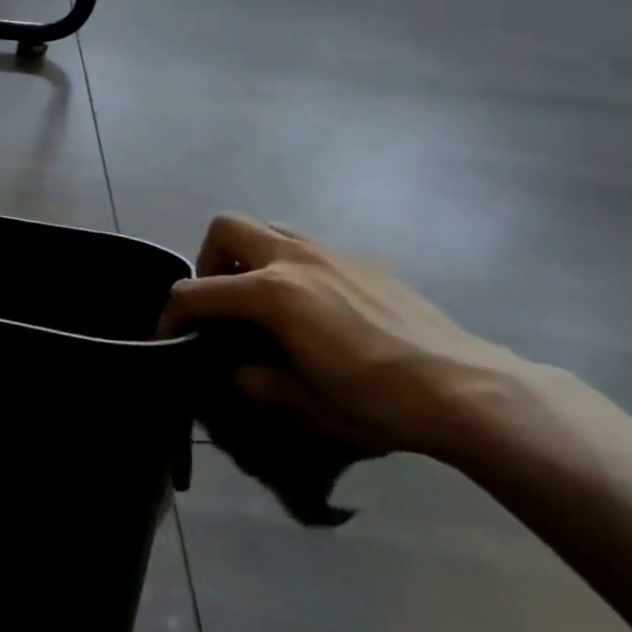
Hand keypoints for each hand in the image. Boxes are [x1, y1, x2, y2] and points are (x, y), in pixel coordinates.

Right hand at [162, 213, 546, 457]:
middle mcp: (294, 258)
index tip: (168, 334)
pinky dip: (292, 265)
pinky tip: (316, 308)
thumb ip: (256, 380)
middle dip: (210, 260)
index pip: (198, 291)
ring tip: (264, 300)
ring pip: (270, 228)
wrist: (462, 387)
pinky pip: (310, 247)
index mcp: (271, 293)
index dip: (173, 313)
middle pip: (227, 228)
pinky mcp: (363, 259)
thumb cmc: (375, 400)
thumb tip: (236, 370)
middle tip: (221, 302)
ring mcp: (331, 252)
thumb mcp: (304, 403)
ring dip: (251, 256)